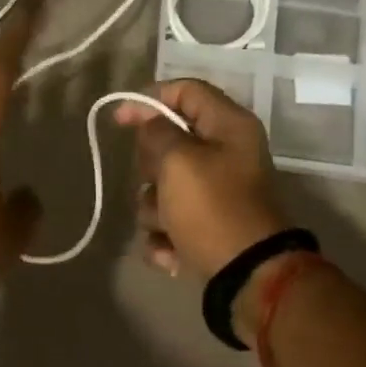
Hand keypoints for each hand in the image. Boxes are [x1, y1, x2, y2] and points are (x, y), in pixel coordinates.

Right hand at [113, 79, 287, 283]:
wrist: (246, 275)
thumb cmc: (213, 208)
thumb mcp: (179, 161)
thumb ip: (157, 133)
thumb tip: (150, 124)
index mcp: (229, 126)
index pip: (185, 91)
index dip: (148, 99)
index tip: (119, 120)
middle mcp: (226, 154)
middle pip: (169, 144)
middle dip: (151, 168)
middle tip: (155, 181)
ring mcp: (216, 193)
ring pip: (163, 187)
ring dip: (155, 209)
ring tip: (167, 226)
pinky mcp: (207, 226)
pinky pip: (170, 221)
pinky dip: (166, 237)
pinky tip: (172, 252)